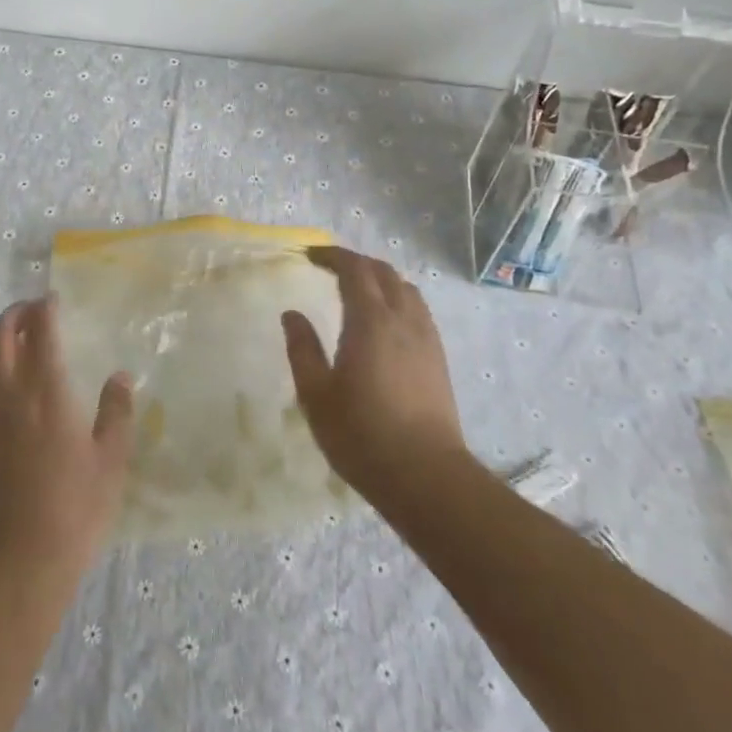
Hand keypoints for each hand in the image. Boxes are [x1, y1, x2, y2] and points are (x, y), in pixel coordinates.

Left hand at [0, 297, 134, 574]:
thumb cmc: (75, 508)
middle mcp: (5, 391)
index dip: (45, 308)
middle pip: (0, 334)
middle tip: (30, 313)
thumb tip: (120, 376)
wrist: (19, 559)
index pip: (40, 330)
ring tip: (5, 339)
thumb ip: (116, 412)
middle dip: (14, 314)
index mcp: (45, 390)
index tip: (53, 301)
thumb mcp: (111, 459)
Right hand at [281, 246, 468, 498]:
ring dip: (380, 279)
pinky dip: (397, 299)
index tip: (310, 255)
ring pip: (406, 289)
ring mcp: (426, 338)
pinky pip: (418, 310)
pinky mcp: (439, 358)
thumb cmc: (362, 435)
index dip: (333, 256)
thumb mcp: (316, 395)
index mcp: (370, 321)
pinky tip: (385, 323)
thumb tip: (292, 314)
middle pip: (384, 272)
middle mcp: (403, 319)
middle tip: (329, 268)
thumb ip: (302, 349)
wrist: (426, 475)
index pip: (355, 269)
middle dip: (356, 263)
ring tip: (357, 291)